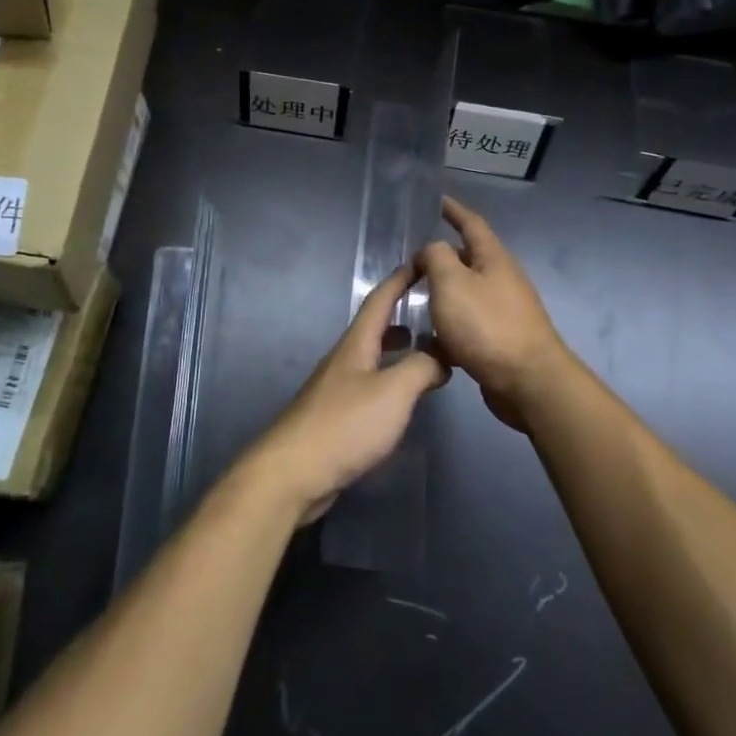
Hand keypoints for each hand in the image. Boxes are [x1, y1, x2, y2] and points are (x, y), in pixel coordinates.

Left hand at [249, 263, 448, 522]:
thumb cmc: (346, 425)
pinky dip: (389, 379)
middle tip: (430, 313)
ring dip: (395, 349)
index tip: (422, 263)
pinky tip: (400, 399)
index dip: (400, 280)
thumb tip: (441, 356)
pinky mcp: (334, 417)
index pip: (379, 300)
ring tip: (422, 352)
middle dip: (400, 315)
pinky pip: (368, 385)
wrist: (294, 472)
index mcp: (356, 345)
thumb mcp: (394, 392)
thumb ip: (422, 368)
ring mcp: (336, 388)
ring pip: (371, 357)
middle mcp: (343, 360)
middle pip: (373, 328)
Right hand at [417, 198, 572, 430]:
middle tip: (412, 262)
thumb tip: (430, 251)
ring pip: (467, 292)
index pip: (471, 224)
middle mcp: (503, 279)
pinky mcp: (502, 339)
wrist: (528, 382)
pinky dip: (450, 323)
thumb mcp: (451, 282)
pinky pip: (470, 322)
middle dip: (442, 256)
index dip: (453, 210)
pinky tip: (431, 337)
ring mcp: (505, 310)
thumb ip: (435, 257)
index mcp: (493, 258)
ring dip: (444, 292)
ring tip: (415, 298)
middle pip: (469, 259)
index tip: (437, 199)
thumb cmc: (487, 325)